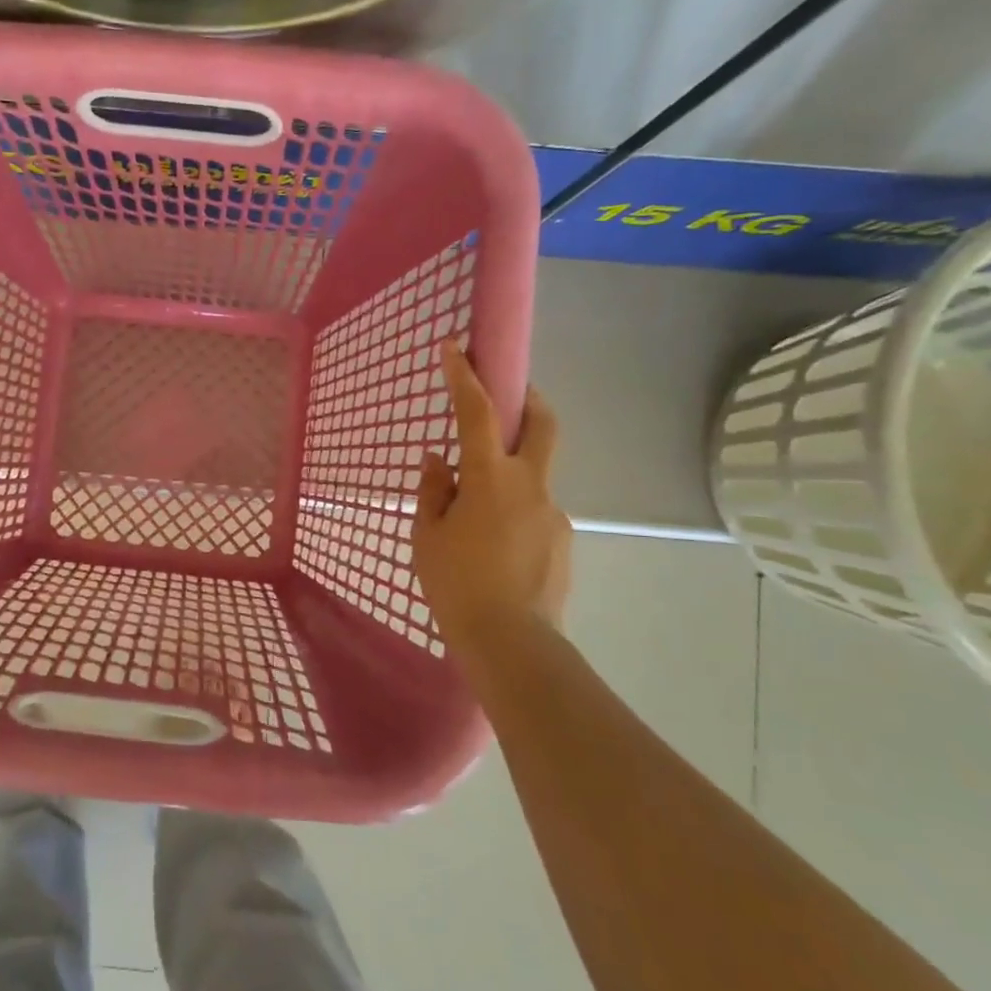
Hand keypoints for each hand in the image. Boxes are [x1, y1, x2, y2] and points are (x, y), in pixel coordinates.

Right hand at [412, 342, 571, 647]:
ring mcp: (553, 512)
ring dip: (511, 473)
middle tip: (510, 394)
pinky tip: (496, 546)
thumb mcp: (428, 535)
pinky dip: (516, 512)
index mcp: (490, 478)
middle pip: (542, 424)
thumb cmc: (457, 584)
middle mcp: (530, 485)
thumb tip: (438, 459)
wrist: (512, 643)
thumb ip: (434, 490)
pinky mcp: (563, 539)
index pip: (478, 413)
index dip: (465, 376)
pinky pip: (536, 511)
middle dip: (528, 399)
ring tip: (478, 514)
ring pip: (534, 474)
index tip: (455, 347)